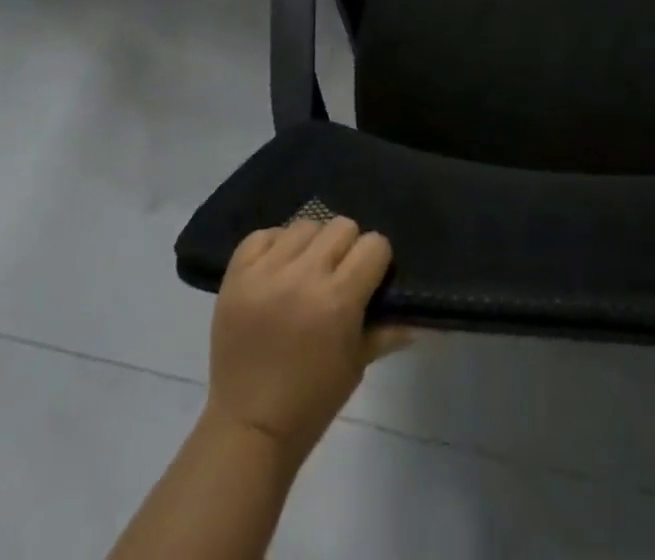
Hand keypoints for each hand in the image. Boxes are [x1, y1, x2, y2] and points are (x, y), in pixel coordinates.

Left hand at [206, 218, 412, 461]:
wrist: (247, 429)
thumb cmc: (311, 402)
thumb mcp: (357, 366)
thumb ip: (387, 331)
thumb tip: (418, 316)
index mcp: (338, 300)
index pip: (374, 245)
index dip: (376, 260)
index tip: (370, 277)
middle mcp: (303, 277)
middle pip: (341, 226)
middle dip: (347, 248)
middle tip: (339, 274)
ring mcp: (265, 273)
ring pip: (304, 225)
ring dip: (312, 245)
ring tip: (306, 271)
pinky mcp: (236, 276)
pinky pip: (263, 235)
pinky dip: (274, 246)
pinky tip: (278, 268)